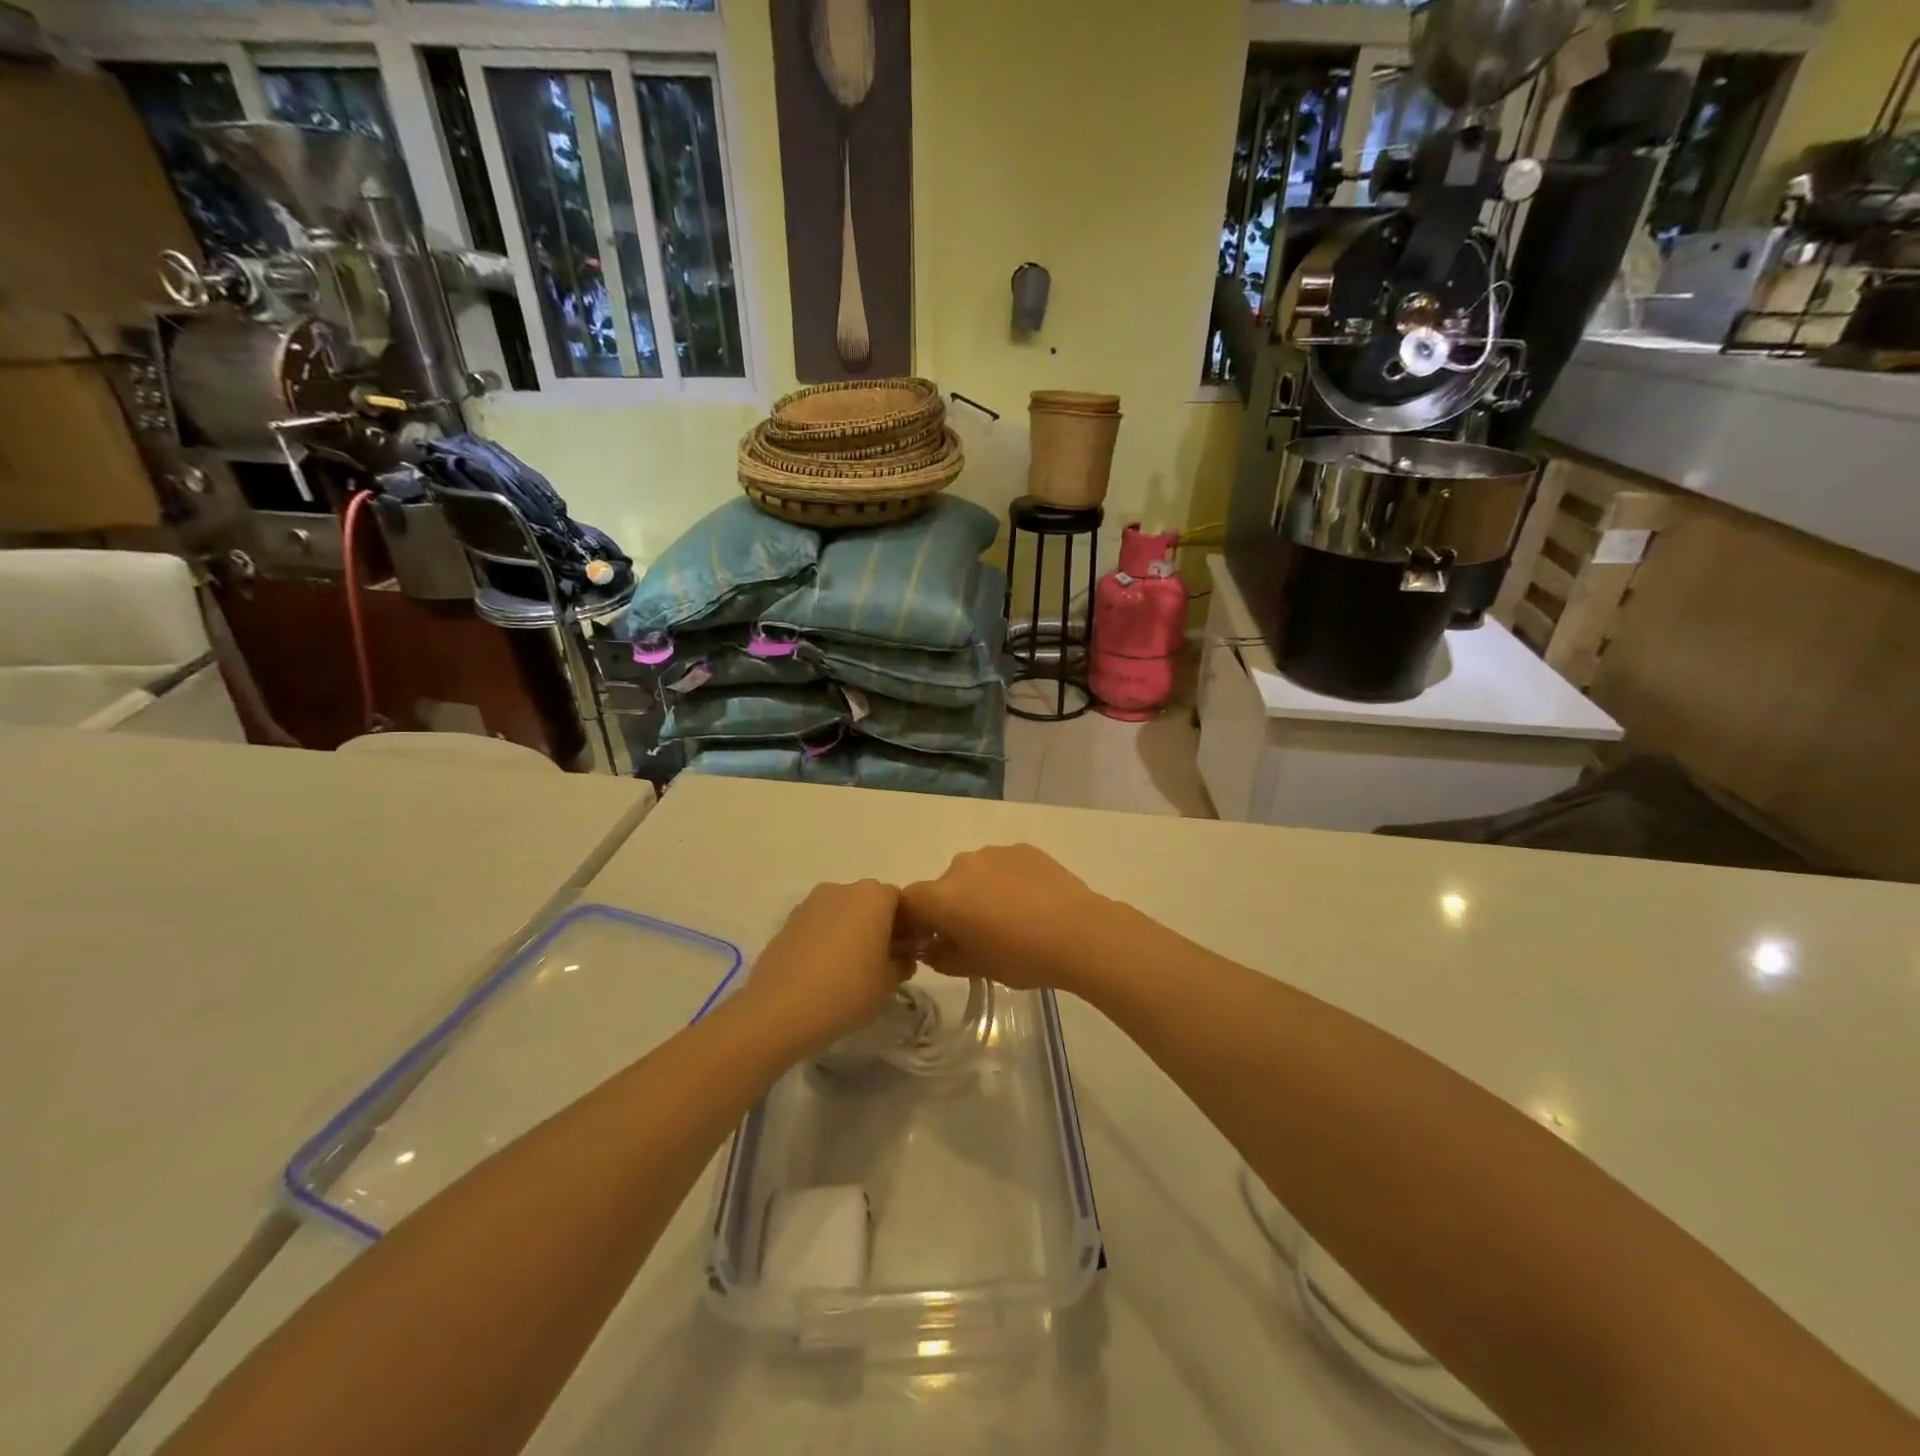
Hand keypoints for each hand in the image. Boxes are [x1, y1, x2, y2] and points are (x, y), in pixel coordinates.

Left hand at [738, 880, 912, 1053]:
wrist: (780, 1009)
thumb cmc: (848, 989)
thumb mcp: (890, 982)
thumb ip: (902, 963)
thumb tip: (901, 957)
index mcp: (873, 895)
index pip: (901, 903)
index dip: (907, 929)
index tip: (905, 956)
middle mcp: (842, 889)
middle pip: (869, 904)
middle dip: (878, 928)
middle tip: (880, 964)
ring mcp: (810, 903)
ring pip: (842, 914)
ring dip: (850, 934)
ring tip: (848, 972)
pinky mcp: (787, 922)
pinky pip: (818, 927)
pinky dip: (825, 942)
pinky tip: (823, 974)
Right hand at [901, 845, 1126, 992]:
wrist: (1080, 932)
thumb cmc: (1021, 956)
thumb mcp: (975, 967)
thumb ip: (943, 957)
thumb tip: (932, 948)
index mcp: (942, 896)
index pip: (909, 902)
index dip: (914, 922)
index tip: (931, 941)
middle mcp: (961, 866)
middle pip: (943, 887)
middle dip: (951, 908)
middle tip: (976, 935)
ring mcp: (994, 853)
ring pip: (974, 874)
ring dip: (980, 892)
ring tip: (1010, 918)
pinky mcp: (1023, 848)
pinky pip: (1003, 866)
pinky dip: (1007, 881)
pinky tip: (1031, 903)